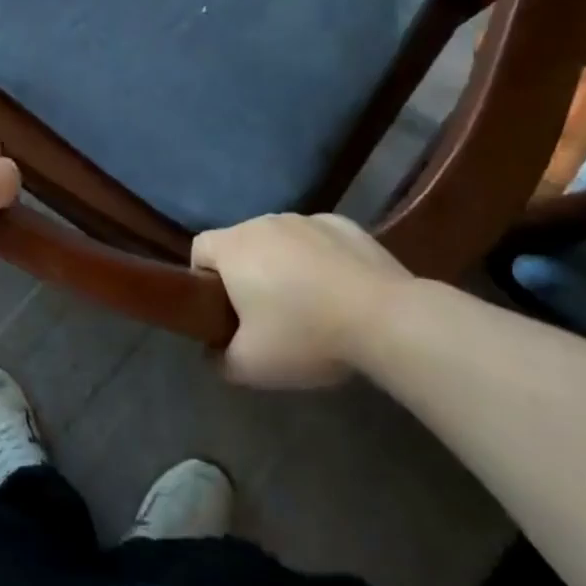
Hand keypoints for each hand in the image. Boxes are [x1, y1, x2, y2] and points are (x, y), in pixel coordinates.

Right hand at [193, 214, 411, 388]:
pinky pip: (318, 240)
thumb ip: (220, 360)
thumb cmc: (305, 335)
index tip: (223, 311)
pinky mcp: (345, 224)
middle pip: (241, 244)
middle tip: (266, 316)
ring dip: (284, 265)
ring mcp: (307, 219)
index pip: (199, 250)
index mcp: (233, 246)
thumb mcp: (250, 366)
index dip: (203, 279)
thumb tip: (214, 353)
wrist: (386, 319)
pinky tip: (341, 292)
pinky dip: (320, 259)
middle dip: (246, 273)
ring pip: (280, 241)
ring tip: (309, 305)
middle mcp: (264, 222)